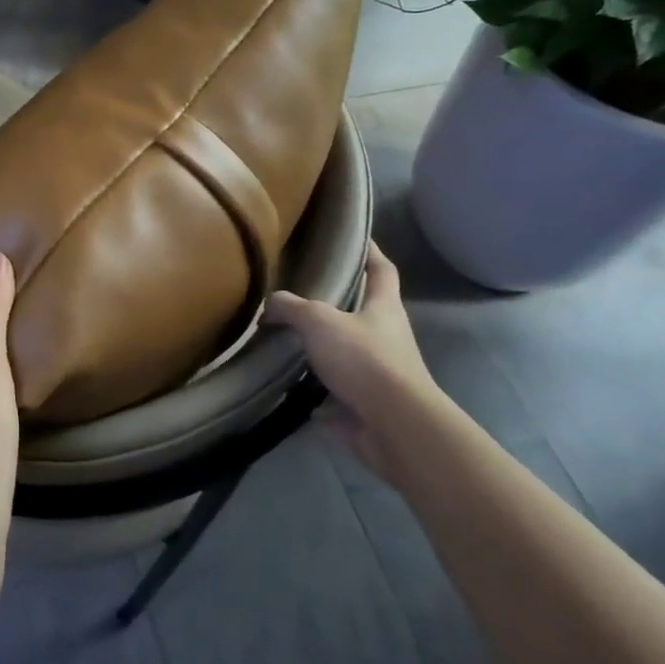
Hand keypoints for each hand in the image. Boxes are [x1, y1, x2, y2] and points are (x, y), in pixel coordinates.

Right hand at [264, 241, 440, 480]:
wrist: (395, 427)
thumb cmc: (365, 359)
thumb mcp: (319, 320)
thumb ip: (291, 307)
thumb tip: (269, 306)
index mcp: (384, 307)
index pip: (381, 269)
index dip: (369, 251)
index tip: (352, 236)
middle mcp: (384, 336)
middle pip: (359, 310)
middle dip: (332, 302)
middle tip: (295, 287)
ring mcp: (375, 373)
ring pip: (341, 350)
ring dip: (316, 347)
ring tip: (278, 334)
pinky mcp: (361, 404)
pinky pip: (328, 390)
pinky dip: (306, 388)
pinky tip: (279, 380)